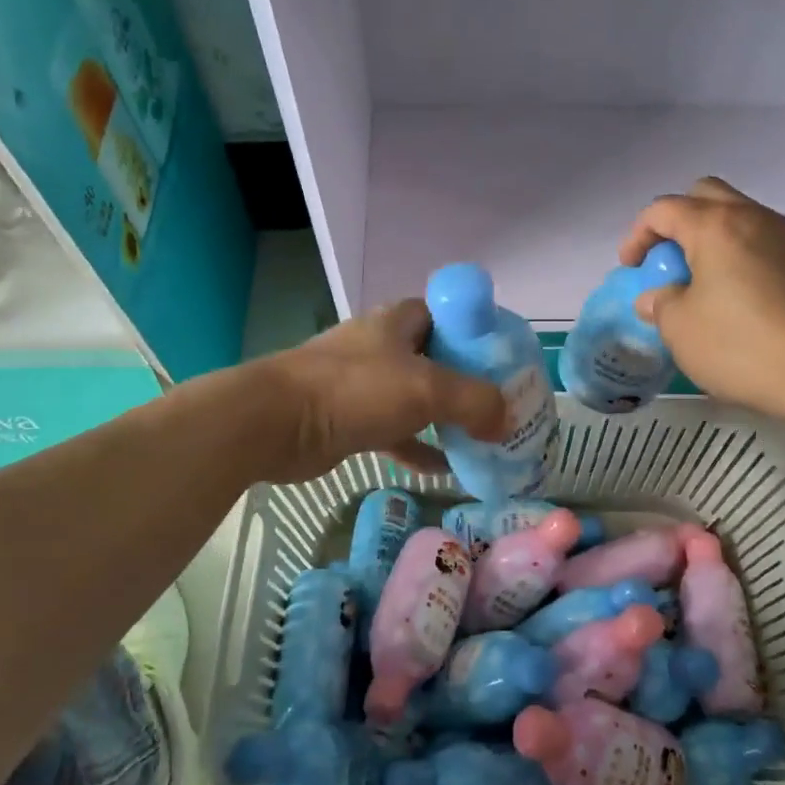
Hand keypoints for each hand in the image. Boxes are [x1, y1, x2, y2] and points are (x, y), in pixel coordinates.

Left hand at [253, 299, 507, 481]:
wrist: (277, 424)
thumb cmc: (355, 390)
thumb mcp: (427, 388)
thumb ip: (475, 401)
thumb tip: (507, 420)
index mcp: (398, 322)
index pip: (446, 315)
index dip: (475, 333)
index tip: (502, 360)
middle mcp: (382, 347)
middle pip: (435, 358)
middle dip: (466, 381)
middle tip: (499, 405)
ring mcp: (364, 385)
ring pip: (416, 398)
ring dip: (445, 417)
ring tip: (482, 438)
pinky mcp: (351, 420)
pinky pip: (397, 432)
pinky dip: (420, 448)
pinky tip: (447, 470)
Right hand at [617, 177, 784, 419]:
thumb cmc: (739, 346)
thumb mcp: (680, 328)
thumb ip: (660, 303)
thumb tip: (656, 297)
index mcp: (715, 226)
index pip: (664, 209)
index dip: (638, 235)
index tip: (631, 268)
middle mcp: (753, 218)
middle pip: (705, 195)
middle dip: (678, 222)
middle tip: (668, 262)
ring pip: (738, 216)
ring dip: (711, 237)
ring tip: (700, 281)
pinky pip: (762, 241)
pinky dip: (739, 255)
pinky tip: (736, 296)